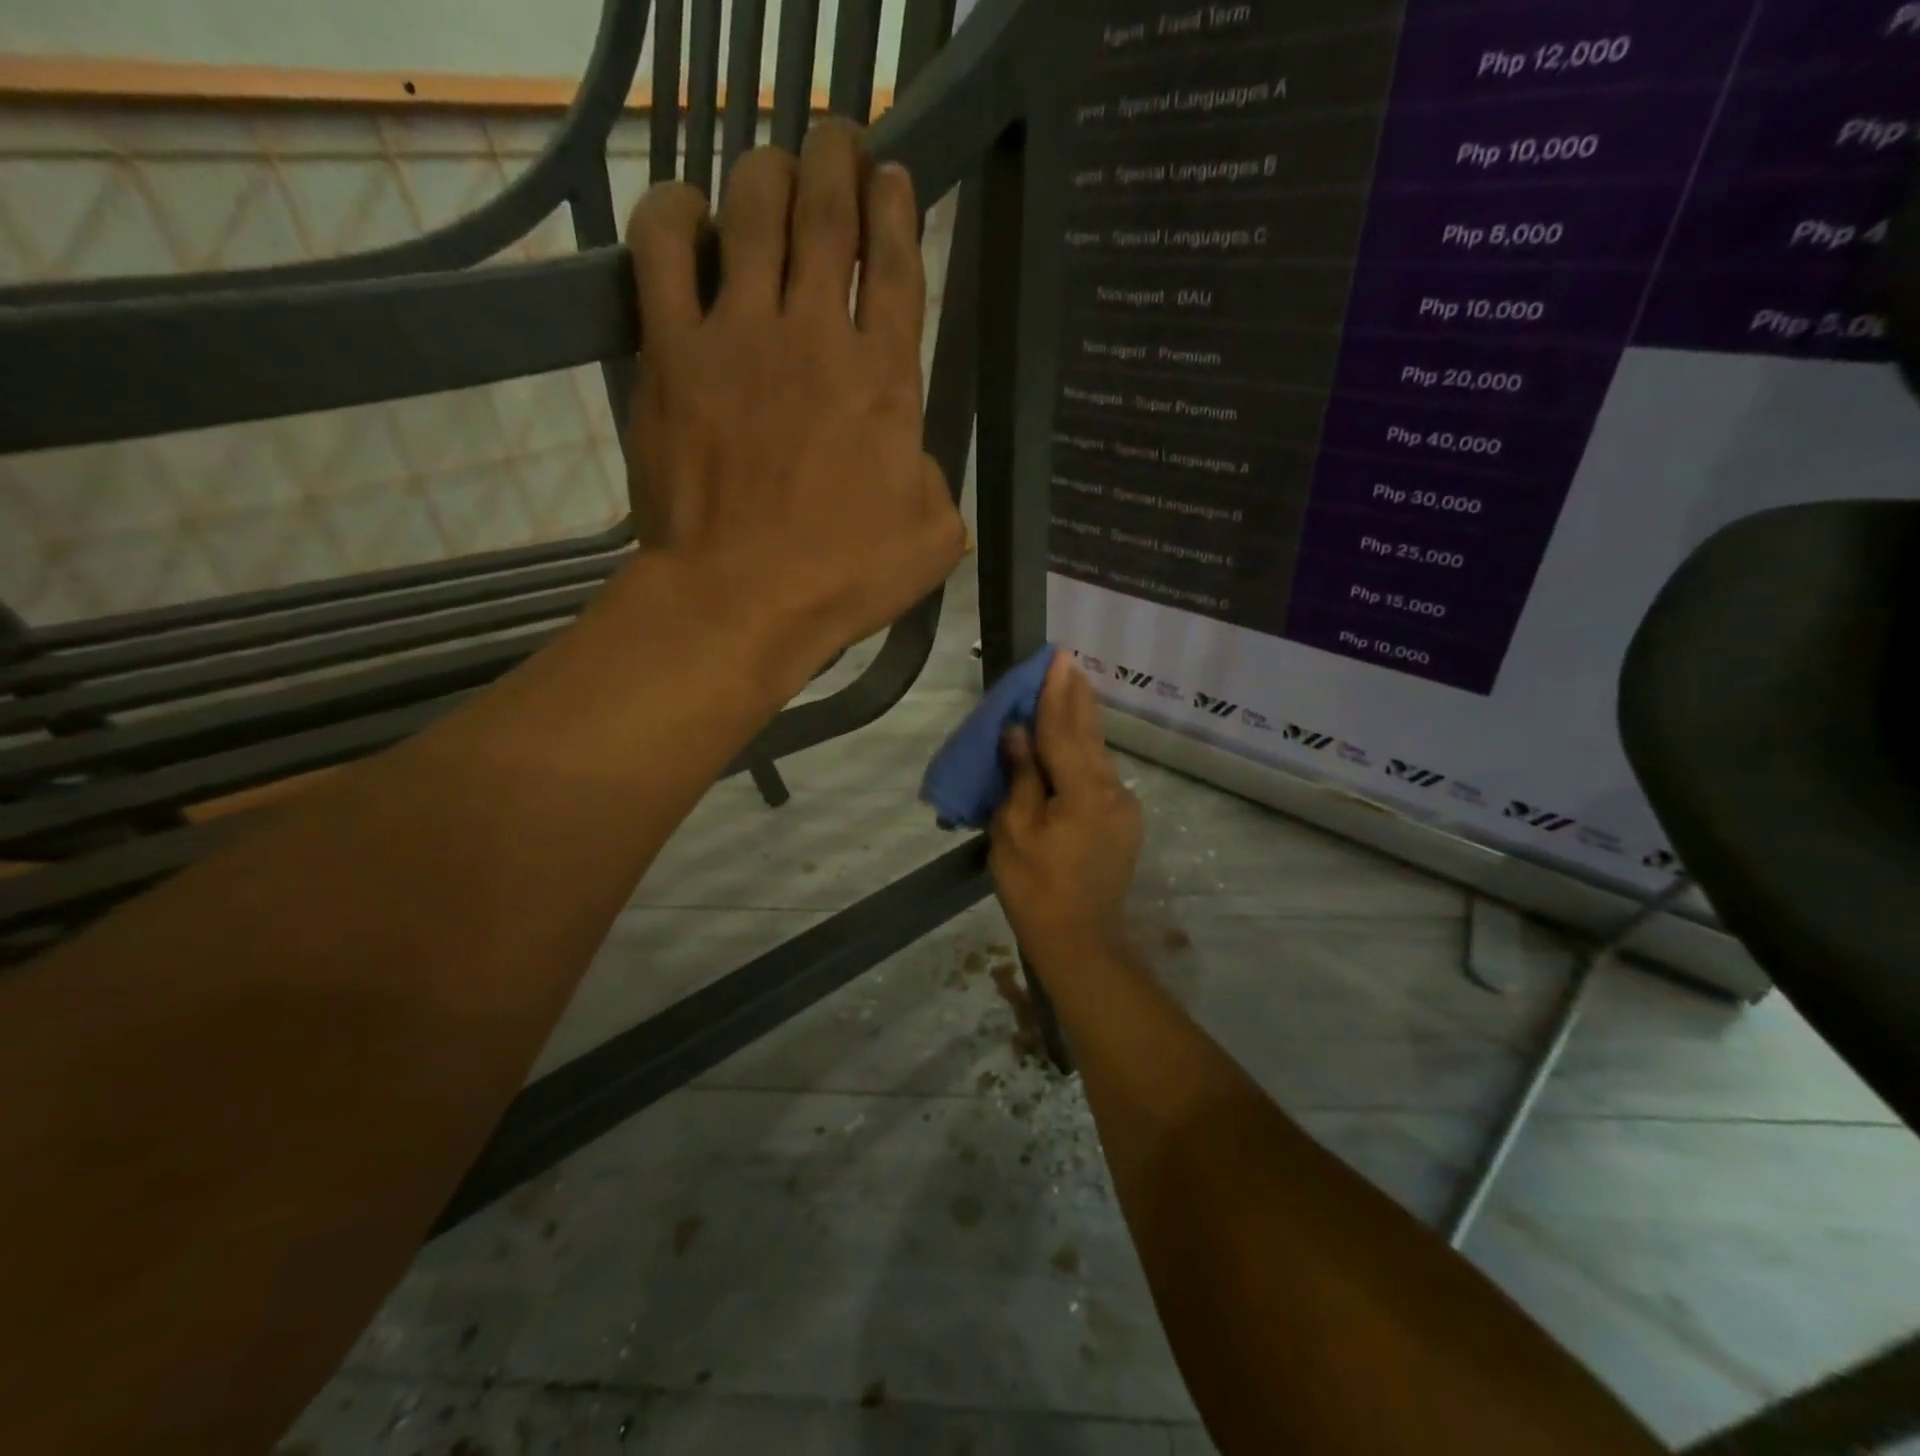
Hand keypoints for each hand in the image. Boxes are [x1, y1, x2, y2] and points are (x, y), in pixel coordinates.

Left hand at [622, 119, 965, 697]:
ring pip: (750, 210)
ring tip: (771, 168)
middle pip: (825, 215)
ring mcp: (738, 335)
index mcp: (886, 379)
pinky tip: (686, 211)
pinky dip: (672, 215)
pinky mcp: (670, 353)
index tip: (893, 177)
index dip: (896, 209)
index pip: (896, 266)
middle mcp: (815, 335)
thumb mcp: (933, 539)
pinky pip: (660, 252)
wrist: (741, 601)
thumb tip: (911, 458)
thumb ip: (935, 482)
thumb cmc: (844, 578)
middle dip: (835, 161)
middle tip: (837, 141)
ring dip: (765, 173)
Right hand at [990, 651, 1143, 958]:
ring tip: (1071, 690)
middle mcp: (1112, 790)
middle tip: (1069, 661)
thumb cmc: (1035, 888)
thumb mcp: (1013, 832)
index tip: (1058, 657)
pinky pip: (1100, 775)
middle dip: (1077, 697)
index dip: (1056, 693)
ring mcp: (1123, 807)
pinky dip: (1084, 752)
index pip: (1063, 730)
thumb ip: (1021, 778)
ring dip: (1082, 722)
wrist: (1080, 940)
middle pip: (1089, 734)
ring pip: (1098, 753)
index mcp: (1083, 791)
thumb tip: (1019, 733)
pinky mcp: (1123, 822)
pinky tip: (1074, 741)